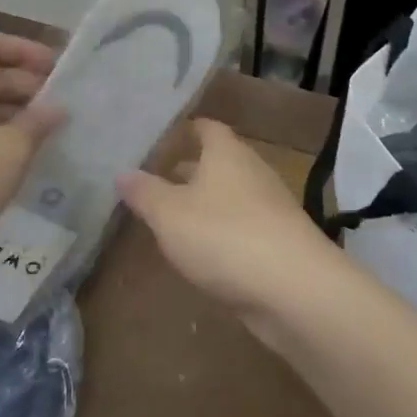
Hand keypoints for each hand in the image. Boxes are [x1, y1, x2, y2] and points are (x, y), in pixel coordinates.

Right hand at [117, 118, 345, 337]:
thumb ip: (145, 193)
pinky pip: (244, 226)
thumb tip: (122, 172)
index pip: (207, 128)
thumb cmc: (224, 236)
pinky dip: (223, 232)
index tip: (164, 138)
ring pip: (231, 196)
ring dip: (207, 203)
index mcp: (227, 153)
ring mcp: (270, 207)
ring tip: (174, 217)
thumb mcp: (170, 214)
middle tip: (159, 179)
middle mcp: (252, 171)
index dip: (186, 130)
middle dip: (191, 170)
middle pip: (219, 162)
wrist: (294, 289)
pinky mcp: (280, 242)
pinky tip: (205, 252)